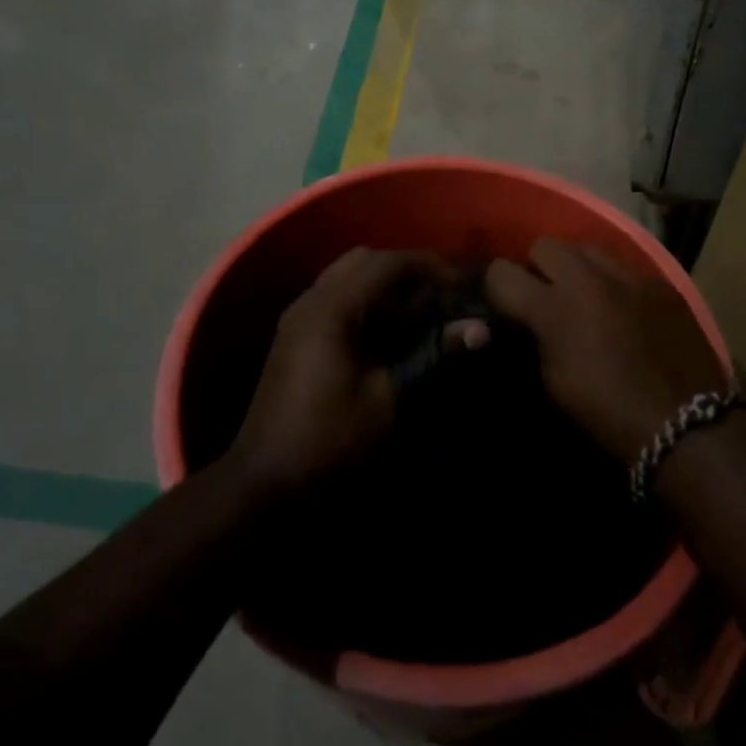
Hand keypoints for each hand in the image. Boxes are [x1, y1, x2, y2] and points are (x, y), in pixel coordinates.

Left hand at [227, 248, 487, 500]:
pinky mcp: (295, 336)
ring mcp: (298, 317)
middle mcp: (311, 300)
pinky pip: (336, 298)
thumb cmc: (330, 441)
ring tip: (421, 309)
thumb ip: (432, 354)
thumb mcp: (388, 399)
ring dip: (385, 285)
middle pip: (364, 261)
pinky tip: (390, 331)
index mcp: (331, 308)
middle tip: (441, 291)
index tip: (462, 280)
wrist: (264, 484)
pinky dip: (366, 301)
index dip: (429, 265)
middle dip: (406, 269)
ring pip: (347, 277)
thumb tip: (480, 330)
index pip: (386, 263)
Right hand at [486, 239, 726, 463]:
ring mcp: (629, 275)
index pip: (501, 272)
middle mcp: (588, 278)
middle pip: (544, 244)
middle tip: (546, 296)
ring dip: (576, 266)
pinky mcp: (660, 282)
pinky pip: (624, 265)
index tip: (505, 306)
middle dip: (537, 267)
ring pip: (586, 246)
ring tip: (584, 294)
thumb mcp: (553, 383)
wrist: (686, 426)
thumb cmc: (608, 415)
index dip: (497, 288)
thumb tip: (525, 321)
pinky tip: (623, 307)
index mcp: (554, 308)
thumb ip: (533, 339)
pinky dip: (614, 281)